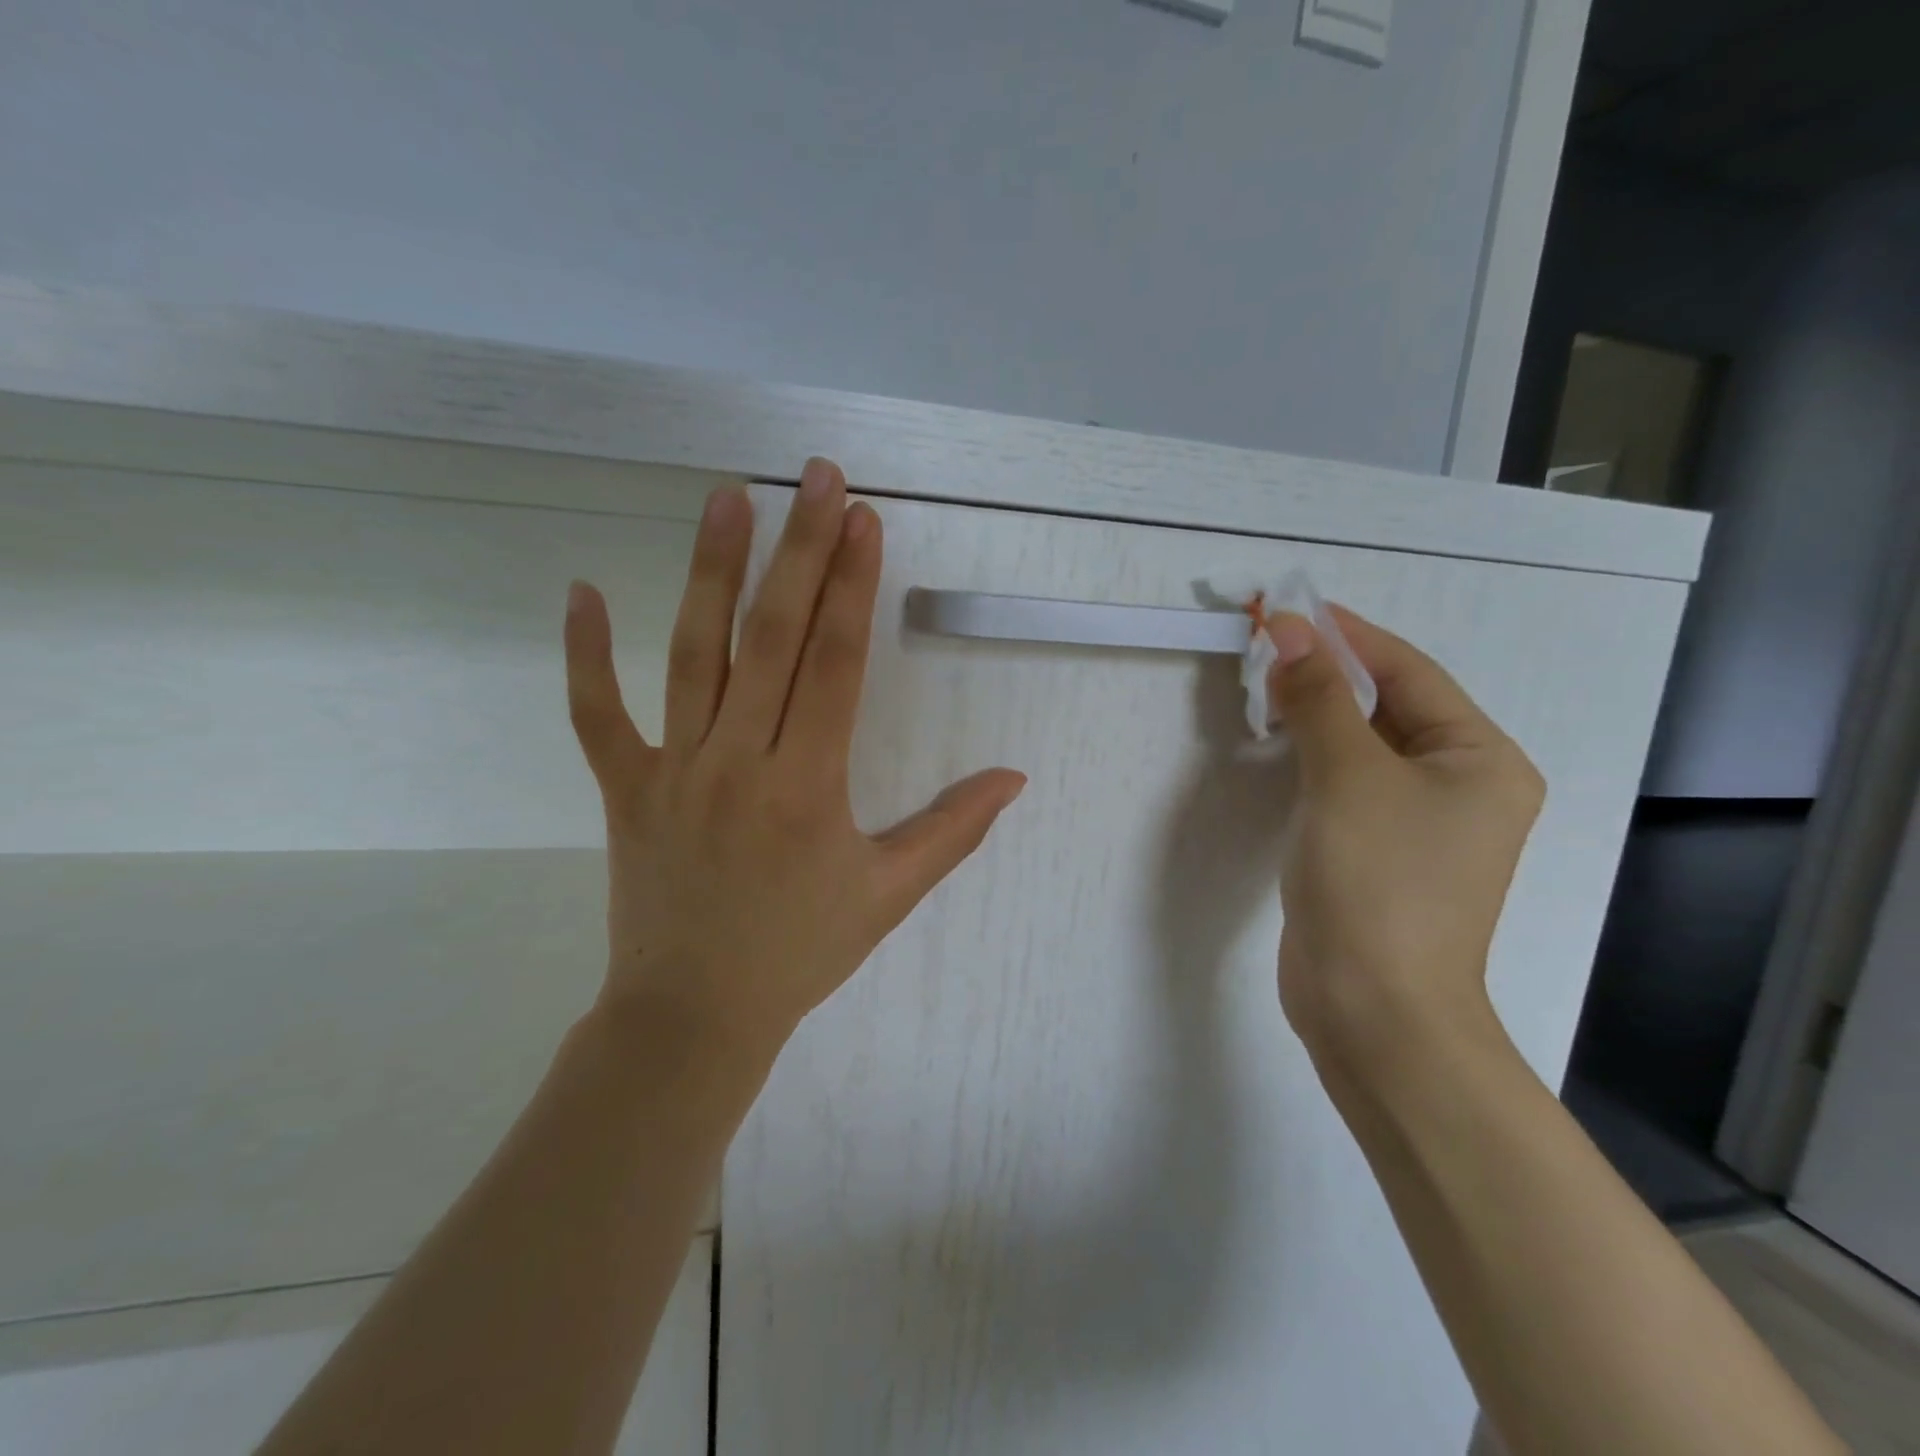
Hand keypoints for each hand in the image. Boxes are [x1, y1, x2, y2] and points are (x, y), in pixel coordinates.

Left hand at [563, 458, 1026, 1058]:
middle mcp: (739, 762)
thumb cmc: (800, 952)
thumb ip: (954, 831)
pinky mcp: (624, 789)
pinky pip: (595, 714)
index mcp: (808, 786)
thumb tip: (1015, 778)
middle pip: (770, 637)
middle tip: (814, 476)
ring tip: (727, 498)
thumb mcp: (890, 894)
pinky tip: (581, 590)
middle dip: (798, 549)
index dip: (851, 586)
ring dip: (709, 571)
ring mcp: (673, 771)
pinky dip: (584, 654)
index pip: (833, 664)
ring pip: (690, 654)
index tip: (863, 519)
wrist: (694, 1015)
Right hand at [1265, 607, 1544, 1065]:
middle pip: (1388, 705)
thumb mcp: (1347, 776)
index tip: (1288, 609)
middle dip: (1327, 672)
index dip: (1346, 636)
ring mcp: (1419, 822)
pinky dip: (1312, 755)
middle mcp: (1461, 785)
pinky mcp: (1377, 850)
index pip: (1409, 672)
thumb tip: (1289, 630)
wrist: (1372, 1009)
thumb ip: (1318, 698)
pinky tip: (1278, 741)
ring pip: (1363, 744)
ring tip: (1265, 683)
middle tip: (1266, 644)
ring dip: (1316, 712)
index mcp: (1480, 759)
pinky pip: (1346, 781)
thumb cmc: (1377, 883)